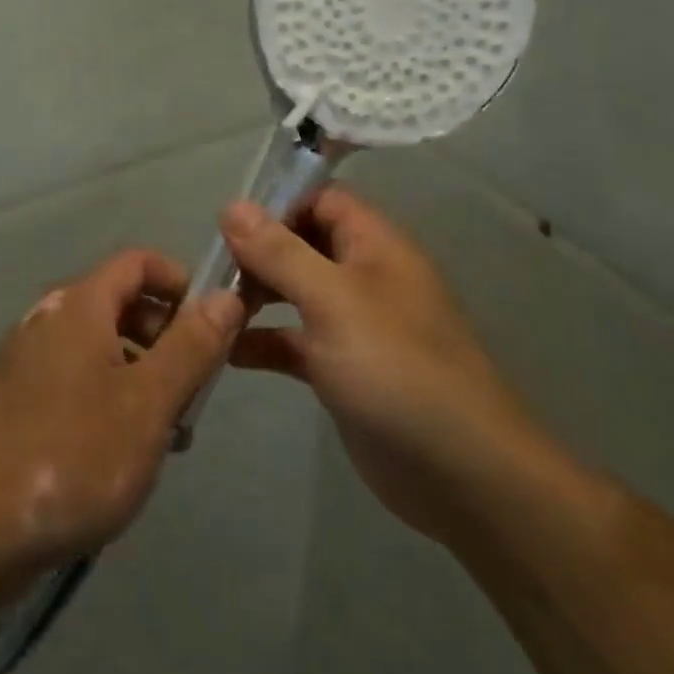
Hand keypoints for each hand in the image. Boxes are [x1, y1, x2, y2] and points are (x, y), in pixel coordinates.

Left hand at [0, 249, 245, 588]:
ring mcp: (22, 360)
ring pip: (97, 347)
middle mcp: (46, 319)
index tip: (211, 324)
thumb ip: (192, 346)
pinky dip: (105, 396)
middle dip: (164, 336)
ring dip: (139, 373)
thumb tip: (226, 295)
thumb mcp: (148, 404)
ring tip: (165, 432)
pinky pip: (72, 378)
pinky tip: (118, 453)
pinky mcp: (10, 400)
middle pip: (118, 303)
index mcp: (78, 306)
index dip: (180, 282)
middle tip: (192, 389)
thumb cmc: (73, 458)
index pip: (137, 262)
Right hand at [215, 187, 544, 542]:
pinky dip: (265, 342)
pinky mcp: (344, 370)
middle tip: (212, 273)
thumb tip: (233, 205)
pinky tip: (229, 354)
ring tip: (211, 310)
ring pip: (296, 293)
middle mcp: (365, 276)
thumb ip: (280, 252)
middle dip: (258, 253)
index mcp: (374, 245)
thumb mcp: (332, 300)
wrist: (462, 474)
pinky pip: (296, 341)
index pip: (321, 199)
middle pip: (302, 244)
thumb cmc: (395, 369)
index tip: (228, 227)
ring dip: (256, 296)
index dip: (277, 204)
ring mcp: (355, 325)